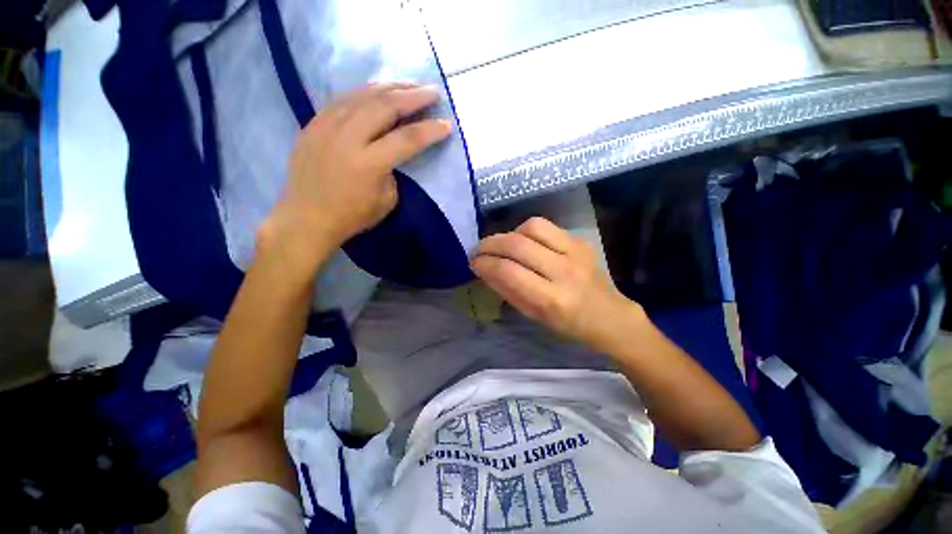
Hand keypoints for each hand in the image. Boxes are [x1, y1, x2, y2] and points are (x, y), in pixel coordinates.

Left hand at [259, 83, 451, 268]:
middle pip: (384, 106)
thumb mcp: (386, 201)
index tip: (447, 124)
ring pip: (362, 96)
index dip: (430, 130)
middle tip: (432, 92)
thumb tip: (391, 152)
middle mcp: (347, 139)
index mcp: (369, 164)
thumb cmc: (352, 217)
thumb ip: (393, 172)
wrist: (306, 219)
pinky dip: (365, 92)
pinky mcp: (313, 124)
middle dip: (413, 96)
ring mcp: (326, 127)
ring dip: (390, 87)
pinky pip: (343, 99)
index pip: (407, 139)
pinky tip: (377, 91)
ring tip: (409, 85)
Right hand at [471, 217, 645, 350]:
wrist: (609, 316)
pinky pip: (546, 226)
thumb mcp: (532, 315)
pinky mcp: (580, 240)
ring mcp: (576, 252)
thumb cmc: (567, 324)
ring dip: (509, 234)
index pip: (509, 271)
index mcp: (552, 300)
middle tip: (478, 250)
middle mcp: (564, 272)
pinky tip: (524, 243)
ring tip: (503, 245)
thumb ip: (506, 290)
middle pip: (517, 244)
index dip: (485, 263)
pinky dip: (526, 231)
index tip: (473, 263)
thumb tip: (483, 269)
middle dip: (490, 244)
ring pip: (532, 227)